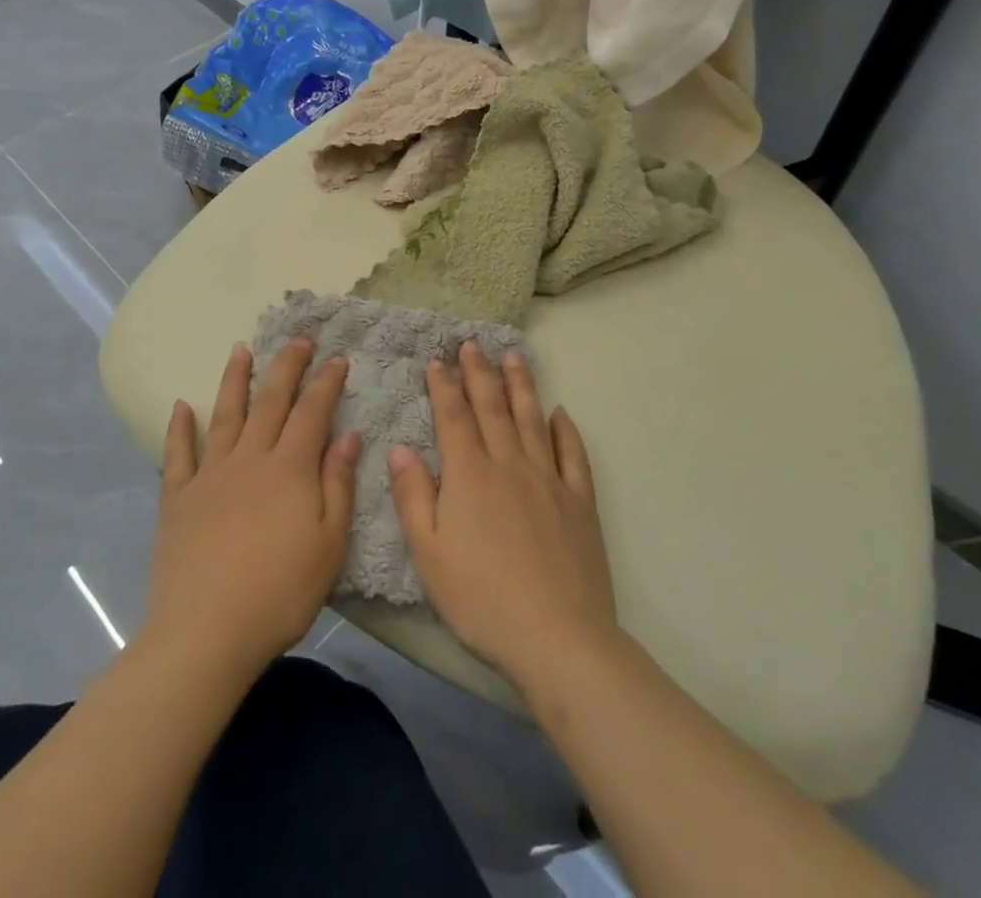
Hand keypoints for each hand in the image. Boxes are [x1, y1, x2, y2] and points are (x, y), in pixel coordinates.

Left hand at [145, 341, 360, 679]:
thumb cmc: (279, 592)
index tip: (337, 358)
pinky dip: (180, 428)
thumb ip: (338, 484)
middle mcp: (249, 458)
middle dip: (286, 366)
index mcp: (290, 469)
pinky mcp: (177, 498)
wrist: (205, 633)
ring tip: (241, 350)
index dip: (326, 382)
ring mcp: (209, 475)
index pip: (312, 412)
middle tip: (297, 339)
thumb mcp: (329, 543)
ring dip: (234, 380)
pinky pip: (178, 454)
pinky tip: (181, 407)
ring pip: (225, 415)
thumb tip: (349, 435)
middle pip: (270, 401)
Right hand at [389, 342, 616, 689]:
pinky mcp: (579, 500)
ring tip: (514, 356)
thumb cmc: (482, 599)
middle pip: (492, 408)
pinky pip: (572, 454)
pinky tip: (560, 413)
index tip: (437, 360)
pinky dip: (565, 430)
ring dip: (521, 385)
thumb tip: (400, 448)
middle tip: (473, 344)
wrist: (558, 637)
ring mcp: (549, 479)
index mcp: (470, 475)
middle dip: (480, 373)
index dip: (444, 386)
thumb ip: (413, 497)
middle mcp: (510, 464)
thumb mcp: (429, 554)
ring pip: (532, 419)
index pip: (454, 418)